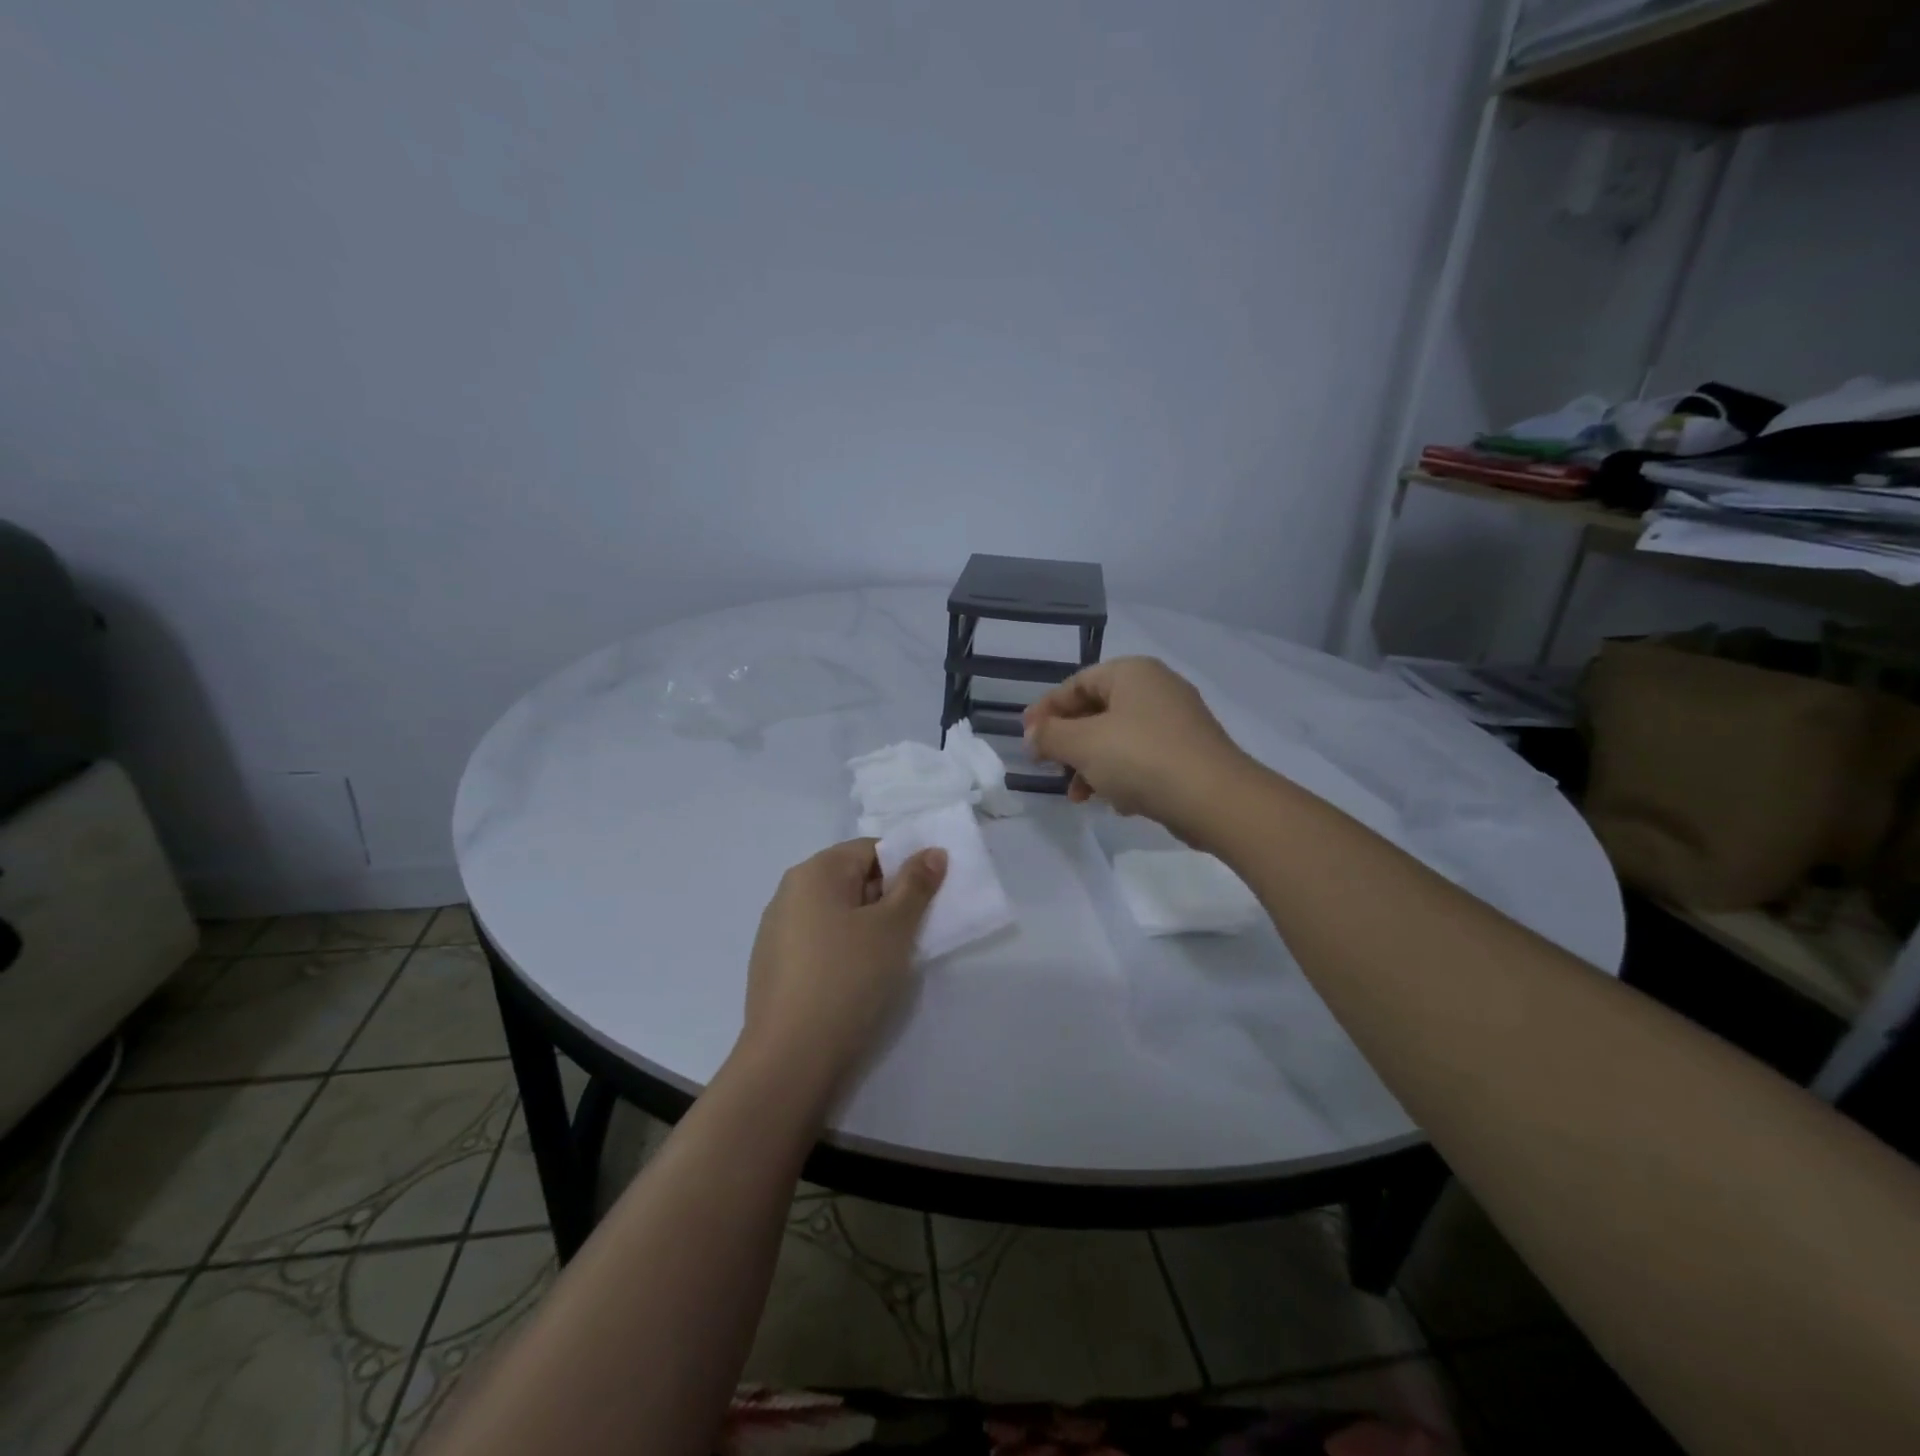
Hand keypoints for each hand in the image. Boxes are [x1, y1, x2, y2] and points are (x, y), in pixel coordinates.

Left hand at [739, 838, 946, 1099]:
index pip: (871, 850)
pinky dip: (843, 952)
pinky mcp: (774, 967)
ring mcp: (776, 931)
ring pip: (837, 914)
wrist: (790, 1059)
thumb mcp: (893, 928)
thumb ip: (916, 885)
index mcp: (814, 872)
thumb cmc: (847, 979)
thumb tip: (932, 851)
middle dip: (887, 901)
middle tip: (912, 934)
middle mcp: (789, 892)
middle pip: (853, 879)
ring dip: (867, 929)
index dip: (904, 870)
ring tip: (887, 962)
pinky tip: (856, 983)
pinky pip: (820, 943)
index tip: (924, 904)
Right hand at [1022, 656, 1251, 841]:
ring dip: (1091, 766)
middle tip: (1050, 768)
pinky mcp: (1189, 753)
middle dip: (1069, 744)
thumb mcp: (1083, 744)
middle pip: (1096, 711)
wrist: (1216, 799)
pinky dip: (1122, 776)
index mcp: (1132, 673)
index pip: (1076, 683)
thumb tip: (1031, 735)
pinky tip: (1117, 803)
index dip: (1046, 710)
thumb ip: (1049, 736)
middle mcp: (1156, 688)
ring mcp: (1177, 722)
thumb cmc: (1142, 759)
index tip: (1026, 738)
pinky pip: (1142, 758)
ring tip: (1079, 796)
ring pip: (1118, 738)